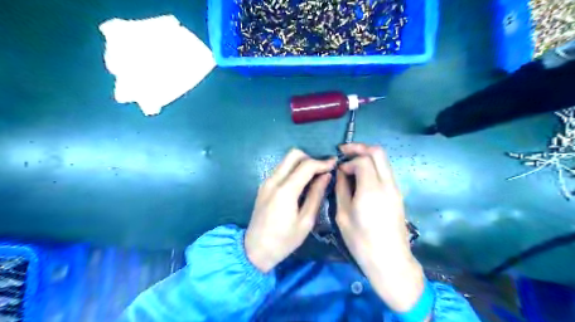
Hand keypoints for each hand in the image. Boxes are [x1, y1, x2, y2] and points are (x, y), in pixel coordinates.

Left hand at [243, 150, 335, 272]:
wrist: (255, 250)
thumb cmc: (284, 240)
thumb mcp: (306, 221)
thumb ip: (316, 195)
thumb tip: (326, 175)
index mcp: (285, 191)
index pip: (306, 165)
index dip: (322, 162)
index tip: (334, 164)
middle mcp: (273, 180)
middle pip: (293, 154)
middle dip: (310, 158)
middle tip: (322, 171)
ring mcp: (266, 182)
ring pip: (286, 160)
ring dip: (301, 163)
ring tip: (314, 176)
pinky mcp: (263, 185)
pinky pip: (280, 169)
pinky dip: (293, 169)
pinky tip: (301, 182)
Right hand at [335, 143, 423, 311]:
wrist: (389, 260)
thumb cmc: (361, 241)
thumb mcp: (343, 215)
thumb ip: (341, 188)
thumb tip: (341, 172)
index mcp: (371, 189)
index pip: (363, 159)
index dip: (348, 160)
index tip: (339, 169)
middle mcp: (387, 184)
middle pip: (378, 152)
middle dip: (360, 148)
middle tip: (344, 152)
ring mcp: (395, 189)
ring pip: (384, 160)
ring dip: (367, 156)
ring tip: (351, 163)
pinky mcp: (397, 194)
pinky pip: (385, 171)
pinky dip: (373, 167)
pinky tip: (361, 177)